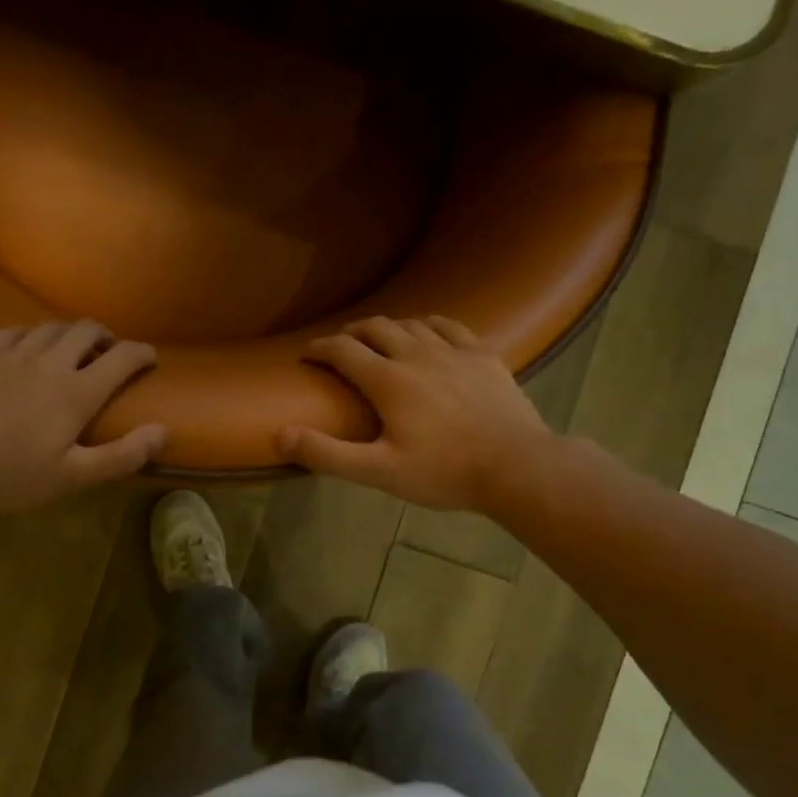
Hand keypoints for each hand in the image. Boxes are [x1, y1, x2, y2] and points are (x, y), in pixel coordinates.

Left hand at [0, 321, 165, 513]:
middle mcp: (49, 362)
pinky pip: (13, 332)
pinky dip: (31, 335)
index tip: (151, 358)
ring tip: (72, 350)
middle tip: (110, 353)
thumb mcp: (72, 476)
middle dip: (106, 337)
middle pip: (86, 330)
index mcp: (77, 392)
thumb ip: (122, 455)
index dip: (142, 353)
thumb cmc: (10, 476)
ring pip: (50, 327)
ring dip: (70, 334)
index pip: (122, 358)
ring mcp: (11, 354)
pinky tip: (27, 348)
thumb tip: (163, 430)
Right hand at [279, 316, 551, 511]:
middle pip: (376, 328)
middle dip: (352, 332)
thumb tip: (282, 435)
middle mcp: (417, 354)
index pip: (343, 351)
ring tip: (379, 339)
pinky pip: (449, 326)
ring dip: (388, 327)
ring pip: (412, 324)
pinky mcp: (483, 355)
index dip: (320, 349)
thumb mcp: (378, 472)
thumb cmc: (443, 472)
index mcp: (388, 381)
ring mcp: (454, 351)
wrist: (516, 466)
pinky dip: (429, 324)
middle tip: (341, 345)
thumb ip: (328, 454)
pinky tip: (428, 332)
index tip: (307, 354)